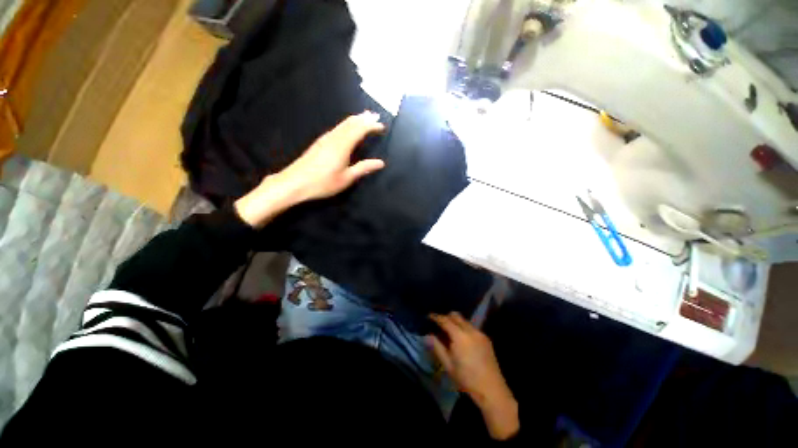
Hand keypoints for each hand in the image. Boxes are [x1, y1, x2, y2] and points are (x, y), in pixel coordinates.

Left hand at [235, 112, 384, 227]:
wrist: (295, 182)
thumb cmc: (323, 183)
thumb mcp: (346, 178)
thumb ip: (363, 168)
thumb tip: (381, 162)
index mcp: (342, 146)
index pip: (359, 130)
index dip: (371, 126)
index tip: (381, 125)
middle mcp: (334, 138)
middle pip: (350, 123)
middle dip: (364, 118)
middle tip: (375, 115)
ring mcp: (325, 139)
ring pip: (342, 124)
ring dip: (355, 119)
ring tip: (364, 117)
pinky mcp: (319, 143)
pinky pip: (337, 128)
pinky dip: (346, 124)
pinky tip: (347, 127)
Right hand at [428, 312, 518, 439]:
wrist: (492, 390)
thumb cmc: (466, 379)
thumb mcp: (448, 364)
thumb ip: (437, 347)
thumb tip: (427, 336)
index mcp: (460, 336)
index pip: (445, 320)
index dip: (436, 317)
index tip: (429, 316)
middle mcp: (470, 330)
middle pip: (456, 316)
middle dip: (446, 317)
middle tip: (439, 324)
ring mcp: (480, 333)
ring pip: (464, 321)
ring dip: (456, 322)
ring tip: (449, 332)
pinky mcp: (486, 339)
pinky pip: (472, 327)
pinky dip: (464, 328)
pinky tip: (462, 339)